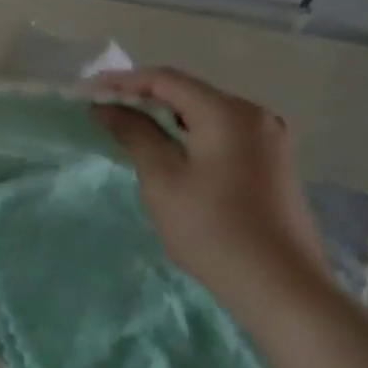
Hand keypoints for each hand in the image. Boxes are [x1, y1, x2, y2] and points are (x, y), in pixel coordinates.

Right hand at [90, 67, 329, 307]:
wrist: (281, 287)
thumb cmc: (212, 229)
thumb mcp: (162, 179)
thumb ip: (134, 134)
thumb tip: (105, 106)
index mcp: (228, 112)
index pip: (165, 80)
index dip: (121, 81)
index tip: (85, 92)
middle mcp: (254, 115)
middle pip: (188, 92)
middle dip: (142, 96)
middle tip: (101, 108)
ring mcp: (269, 138)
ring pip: (204, 112)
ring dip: (164, 115)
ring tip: (126, 126)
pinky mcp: (272, 162)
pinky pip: (221, 132)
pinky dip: (188, 132)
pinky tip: (167, 148)